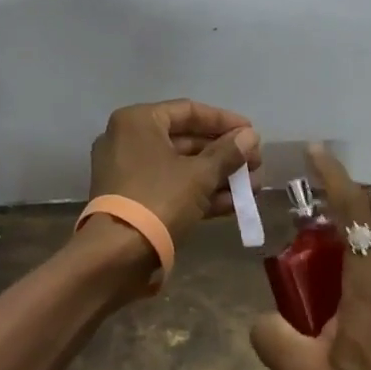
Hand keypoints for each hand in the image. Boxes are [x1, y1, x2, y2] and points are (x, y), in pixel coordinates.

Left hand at [88, 99, 262, 244]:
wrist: (115, 258)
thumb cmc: (158, 200)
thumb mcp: (199, 175)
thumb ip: (227, 153)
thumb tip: (250, 136)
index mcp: (138, 121)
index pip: (189, 111)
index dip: (224, 121)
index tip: (251, 132)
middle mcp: (129, 140)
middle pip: (186, 140)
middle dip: (224, 153)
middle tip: (255, 162)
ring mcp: (129, 172)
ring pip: (181, 167)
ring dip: (218, 175)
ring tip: (253, 186)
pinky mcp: (134, 201)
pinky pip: (172, 187)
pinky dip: (200, 193)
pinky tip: (234, 204)